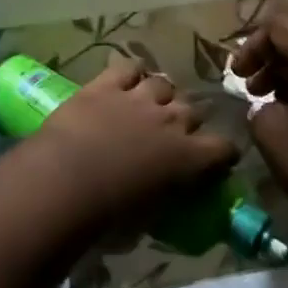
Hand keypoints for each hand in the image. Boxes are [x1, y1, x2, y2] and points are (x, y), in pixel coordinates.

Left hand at [34, 57, 238, 222]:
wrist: (66, 180)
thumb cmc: (108, 215)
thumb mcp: (148, 219)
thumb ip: (164, 199)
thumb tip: (163, 197)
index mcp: (187, 158)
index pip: (222, 147)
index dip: (221, 152)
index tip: (216, 159)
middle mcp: (170, 121)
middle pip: (192, 110)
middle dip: (186, 120)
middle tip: (171, 135)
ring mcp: (138, 98)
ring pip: (163, 84)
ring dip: (160, 95)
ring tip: (148, 104)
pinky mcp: (106, 85)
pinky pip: (128, 68)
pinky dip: (130, 73)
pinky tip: (126, 79)